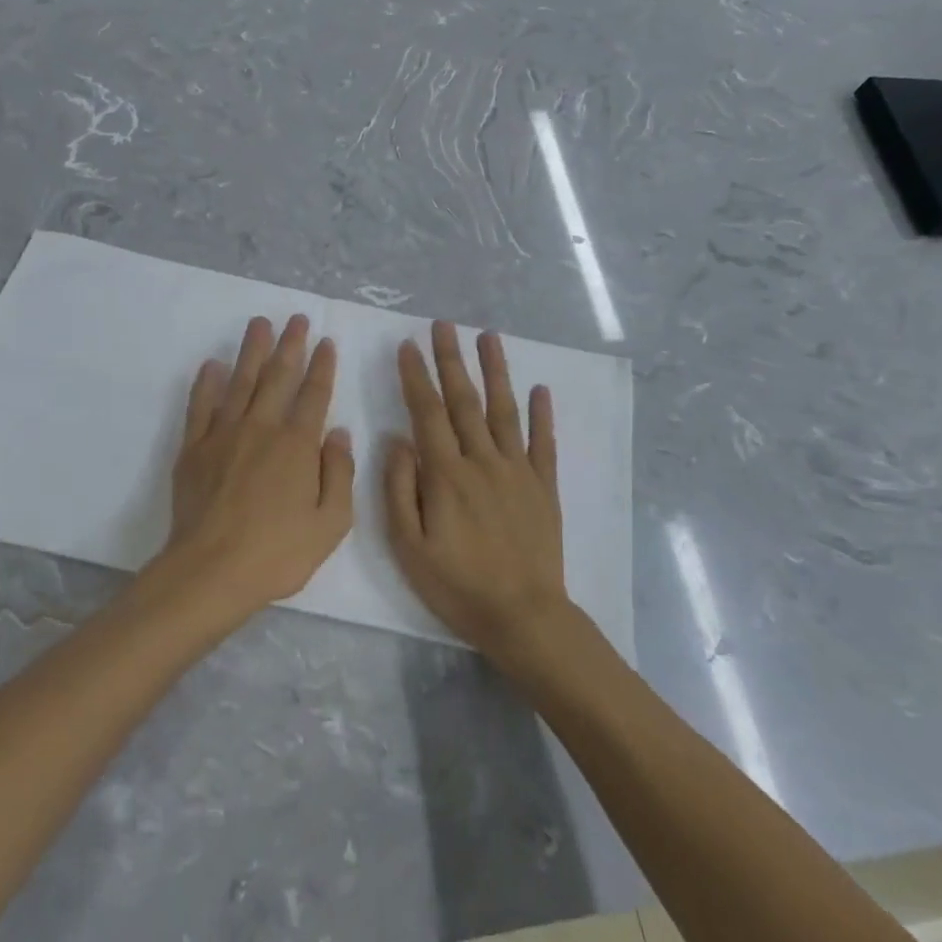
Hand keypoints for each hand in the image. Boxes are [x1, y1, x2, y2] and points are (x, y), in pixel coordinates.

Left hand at [149, 314, 354, 629]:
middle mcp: (261, 428)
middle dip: (290, 345)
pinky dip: (206, 383)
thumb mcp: (331, 523)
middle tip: (296, 318)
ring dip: (252, 351)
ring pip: (240, 381)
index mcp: (297, 445)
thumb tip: (339, 432)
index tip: (326, 342)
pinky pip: (201, 406)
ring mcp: (223, 434)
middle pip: (278, 377)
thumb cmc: (278, 553)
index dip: (322, 366)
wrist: (211, 571)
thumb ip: (339, 473)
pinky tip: (212, 365)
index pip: (314, 395)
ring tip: (259, 324)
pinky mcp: (193, 448)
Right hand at [385, 322, 569, 656]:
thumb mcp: (409, 546)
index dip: (416, 376)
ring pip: (504, 410)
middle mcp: (483, 461)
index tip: (407, 345)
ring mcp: (518, 471)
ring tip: (488, 336)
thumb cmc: (457, 585)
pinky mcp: (544, 487)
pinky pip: (544, 442)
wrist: (523, 616)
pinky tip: (540, 388)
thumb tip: (397, 440)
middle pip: (464, 401)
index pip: (427, 412)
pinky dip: (542, 414)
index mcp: (446, 474)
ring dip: (496, 371)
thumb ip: (400, 489)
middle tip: (444, 325)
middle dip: (451, 360)